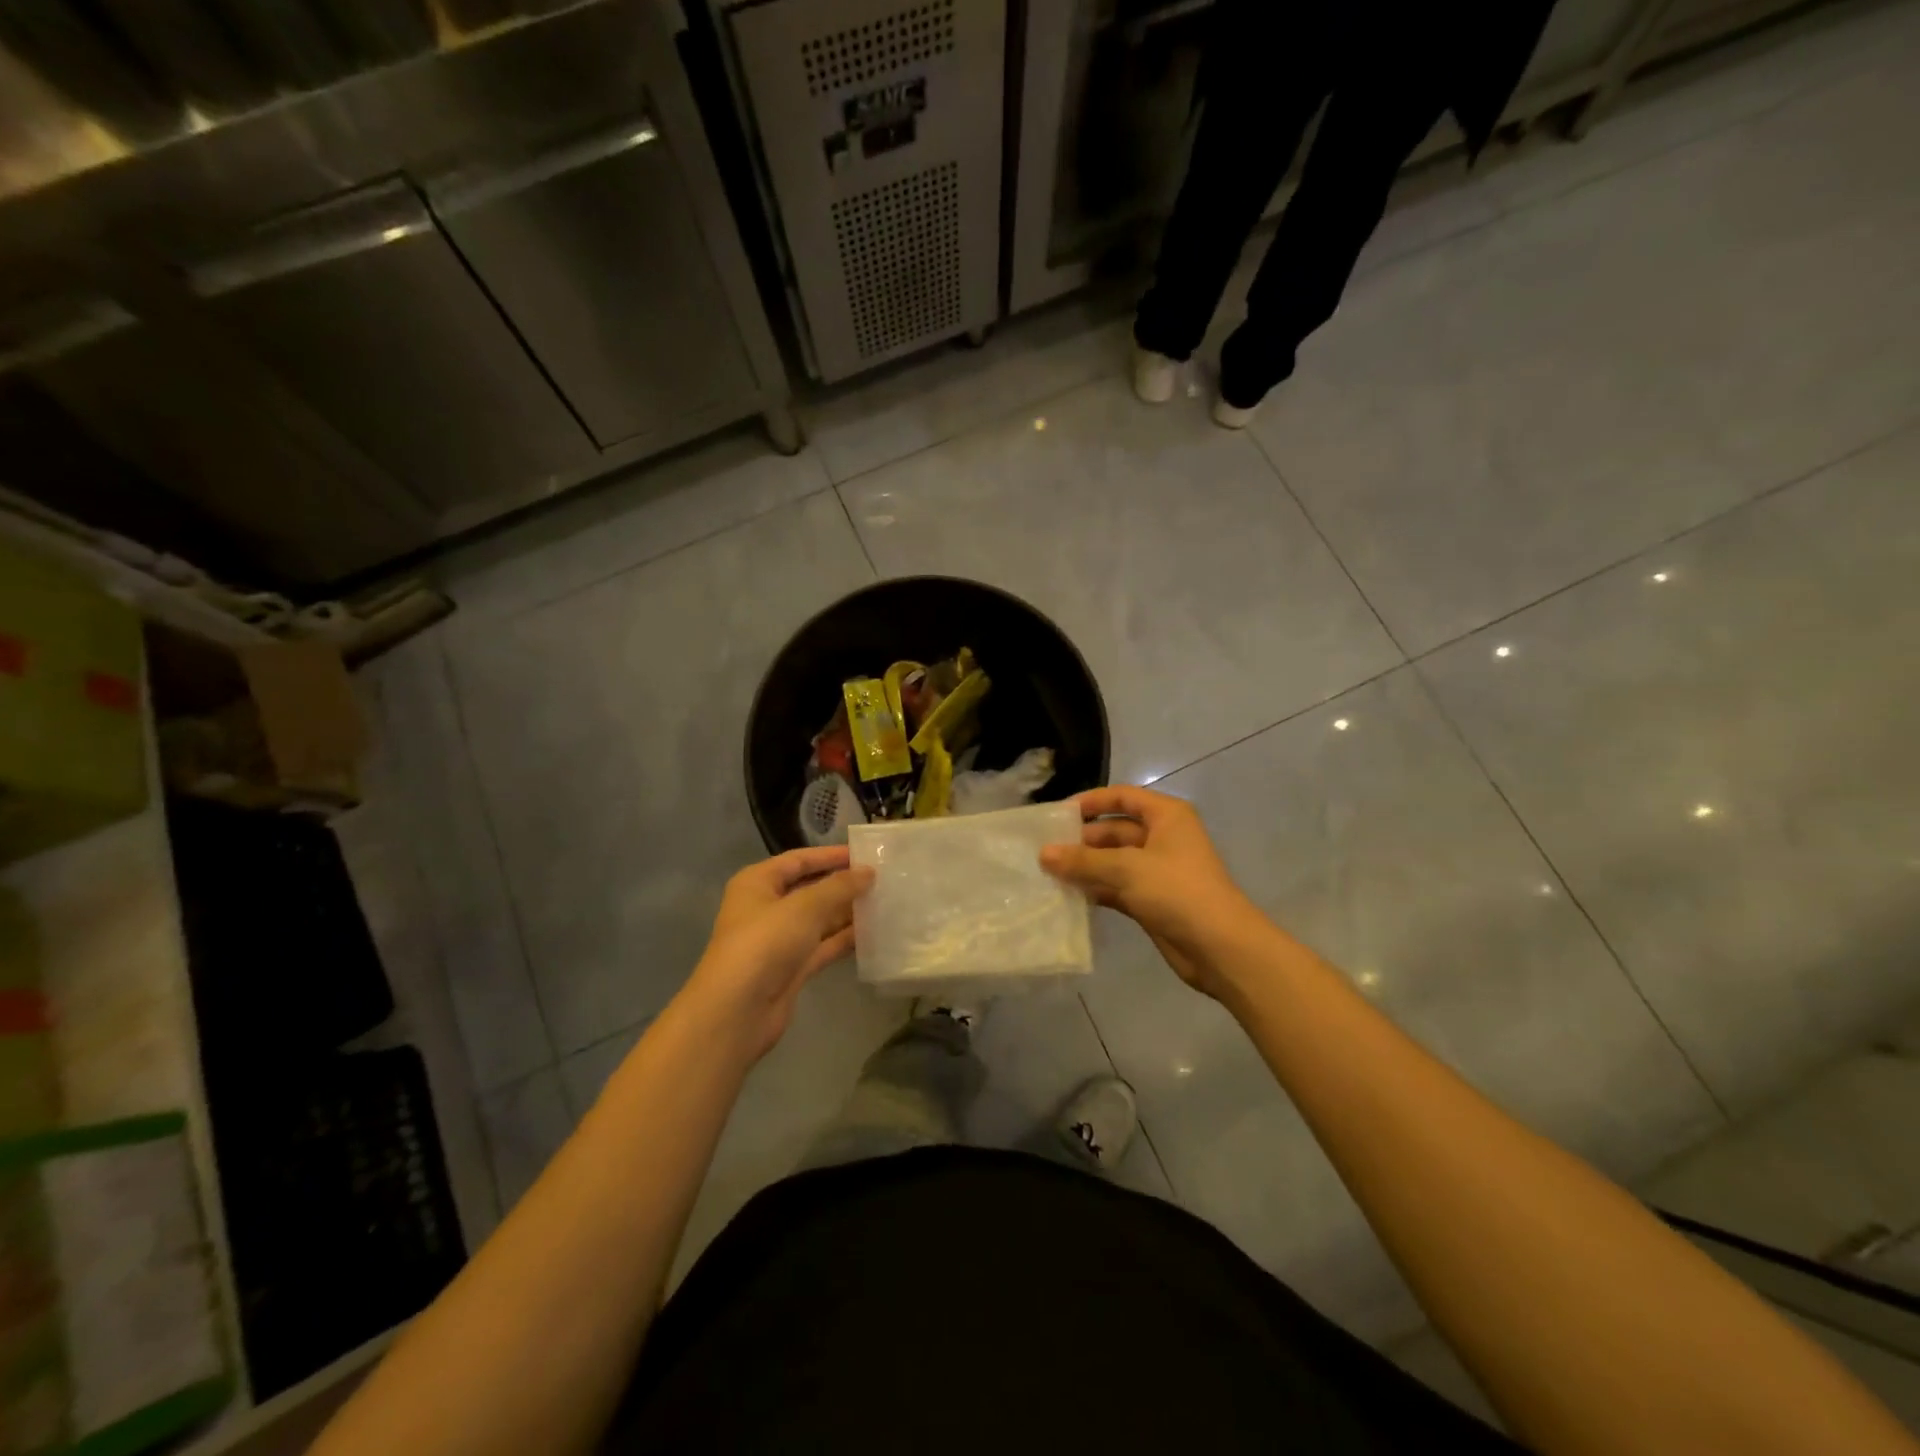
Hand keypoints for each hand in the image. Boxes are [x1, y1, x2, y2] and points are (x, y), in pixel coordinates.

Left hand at [680, 847, 872, 1061]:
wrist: (737, 1012)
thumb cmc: (765, 944)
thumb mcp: (804, 907)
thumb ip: (839, 887)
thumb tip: (868, 872)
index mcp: (758, 883)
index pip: (798, 860)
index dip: (830, 856)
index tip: (865, 854)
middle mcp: (767, 908)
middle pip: (810, 889)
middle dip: (843, 884)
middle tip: (882, 878)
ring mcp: (780, 940)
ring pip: (820, 919)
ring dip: (848, 912)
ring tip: (885, 902)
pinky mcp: (792, 968)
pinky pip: (824, 945)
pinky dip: (845, 939)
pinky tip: (873, 932)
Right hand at [1041, 786, 1267, 999]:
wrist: (1220, 947)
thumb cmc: (1177, 891)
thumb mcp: (1127, 868)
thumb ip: (1083, 860)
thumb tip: (1043, 853)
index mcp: (1166, 816)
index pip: (1122, 796)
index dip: (1090, 802)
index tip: (1056, 815)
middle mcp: (1162, 837)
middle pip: (1114, 830)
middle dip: (1081, 840)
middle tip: (1043, 851)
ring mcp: (1156, 871)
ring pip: (1112, 861)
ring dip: (1085, 867)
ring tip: (1047, 873)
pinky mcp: (1151, 900)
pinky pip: (1115, 887)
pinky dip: (1095, 889)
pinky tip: (1067, 895)